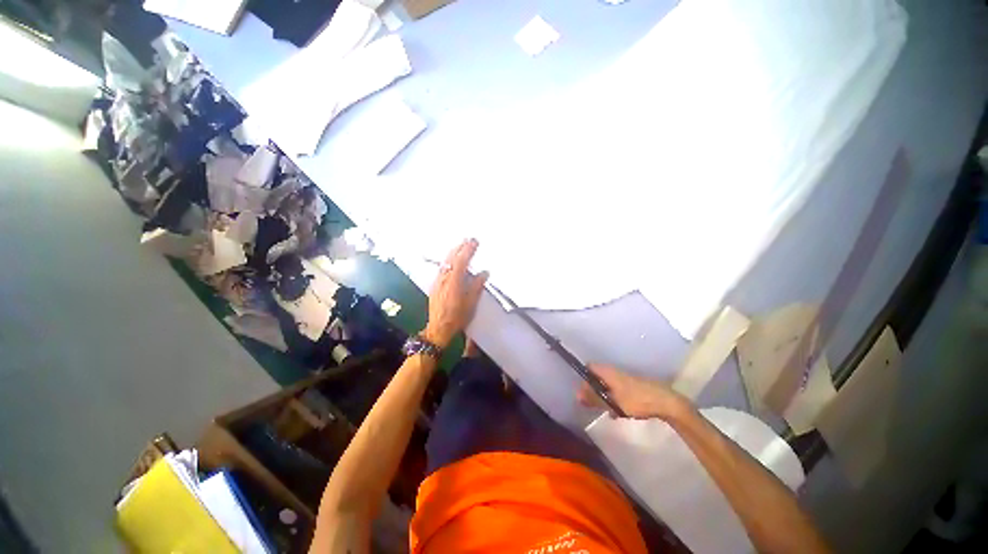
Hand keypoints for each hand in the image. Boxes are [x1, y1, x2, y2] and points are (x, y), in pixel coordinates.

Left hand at [422, 239, 488, 348]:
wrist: (438, 329)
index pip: (462, 261)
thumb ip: (477, 285)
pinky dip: (448, 261)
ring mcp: (437, 281)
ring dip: (453, 252)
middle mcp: (444, 278)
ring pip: (445, 262)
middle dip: (460, 247)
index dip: (468, 250)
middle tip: (469, 240)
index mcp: (454, 281)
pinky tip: (451, 261)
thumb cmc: (457, 317)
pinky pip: (442, 268)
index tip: (475, 242)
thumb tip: (484, 272)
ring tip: (461, 246)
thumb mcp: (471, 302)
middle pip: (451, 258)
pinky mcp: (435, 286)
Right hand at [578, 364, 693, 420]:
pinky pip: (617, 390)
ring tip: (603, 409)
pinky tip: (616, 412)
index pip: (589, 367)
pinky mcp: (632, 387)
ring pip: (607, 384)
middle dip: (592, 389)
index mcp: (608, 371)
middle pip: (597, 377)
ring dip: (603, 395)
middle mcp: (614, 371)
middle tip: (590, 403)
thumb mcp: (613, 402)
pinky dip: (613, 399)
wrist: (666, 402)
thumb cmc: (637, 400)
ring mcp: (624, 378)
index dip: (583, 377)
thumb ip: (595, 399)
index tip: (582, 391)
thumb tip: (578, 395)